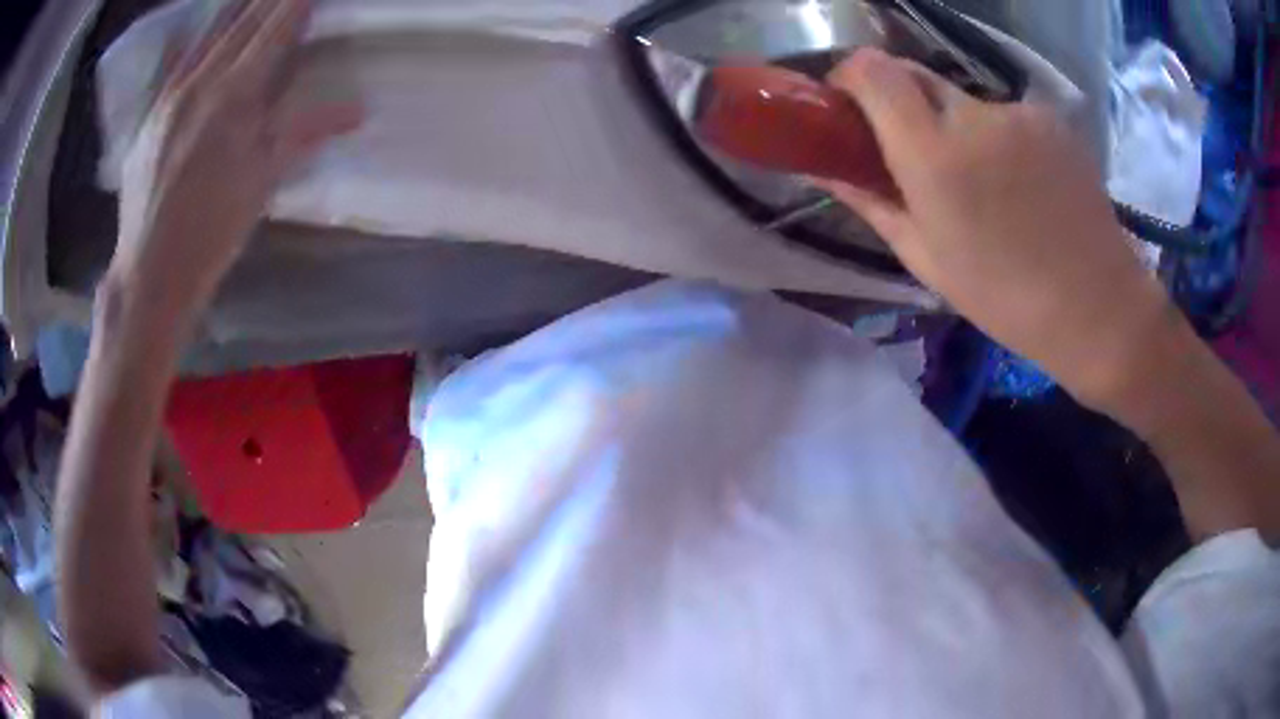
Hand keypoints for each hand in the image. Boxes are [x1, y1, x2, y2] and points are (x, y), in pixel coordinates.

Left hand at [111, 0, 359, 319]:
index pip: (275, 29)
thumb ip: (304, 132)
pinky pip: (174, 61)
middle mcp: (201, 82)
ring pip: (207, 33)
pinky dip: (193, 36)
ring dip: (235, 6)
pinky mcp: (148, 115)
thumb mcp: (262, 183)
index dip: (297, 1)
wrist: (149, 274)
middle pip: (242, 21)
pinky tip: (196, 25)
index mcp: (235, 96)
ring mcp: (169, 96)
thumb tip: (358, 110)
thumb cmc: (211, 234)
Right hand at [822, 49, 1180, 411]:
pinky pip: (1003, 116)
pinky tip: (1020, 186)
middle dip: (900, 106)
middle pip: (913, 76)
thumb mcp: (927, 260)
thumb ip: (871, 202)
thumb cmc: (1007, 298)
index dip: (849, 78)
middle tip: (913, 155)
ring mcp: (1017, 112)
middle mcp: (973, 115)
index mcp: (934, 154)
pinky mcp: (1049, 118)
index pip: (871, 70)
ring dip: (955, 128)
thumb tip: (825, 170)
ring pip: (962, 101)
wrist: (1099, 308)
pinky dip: (997, 138)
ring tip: (983, 186)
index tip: (847, 108)